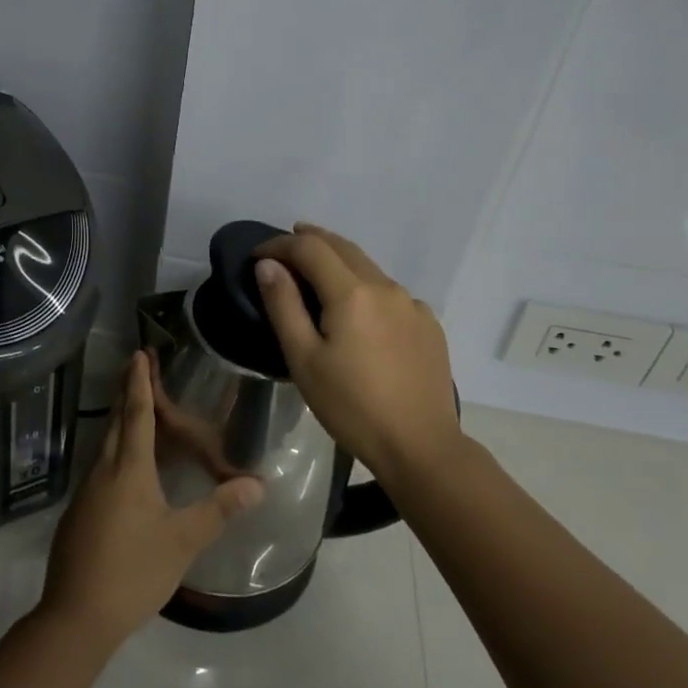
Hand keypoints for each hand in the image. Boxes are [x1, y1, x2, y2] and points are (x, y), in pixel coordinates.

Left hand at [40, 352, 263, 647]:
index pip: (137, 414)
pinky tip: (127, 468)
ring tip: (137, 410)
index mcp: (129, 470)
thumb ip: (219, 510)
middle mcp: (104, 471)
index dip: (140, 383)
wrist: (76, 617)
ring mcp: (87, 493)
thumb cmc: (133, 572)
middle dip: (128, 393)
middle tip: (139, 368)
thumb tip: (257, 484)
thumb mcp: (182, 542)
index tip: (139, 354)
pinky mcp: (80, 513)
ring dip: (121, 421)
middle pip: (116, 422)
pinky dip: (116, 451)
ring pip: (106, 444)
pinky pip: (102, 467)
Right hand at [253, 224, 462, 481]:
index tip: (257, 256)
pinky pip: (390, 292)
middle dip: (310, 241)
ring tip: (316, 274)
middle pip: (343, 247)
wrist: (420, 446)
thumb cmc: (351, 407)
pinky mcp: (429, 324)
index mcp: (351, 292)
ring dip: (338, 261)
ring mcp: (412, 304)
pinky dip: (366, 287)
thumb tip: (268, 265)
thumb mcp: (304, 359)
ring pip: (369, 267)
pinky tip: (360, 311)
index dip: (279, 244)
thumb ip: (284, 305)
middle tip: (283, 249)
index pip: (310, 247)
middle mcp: (385, 286)